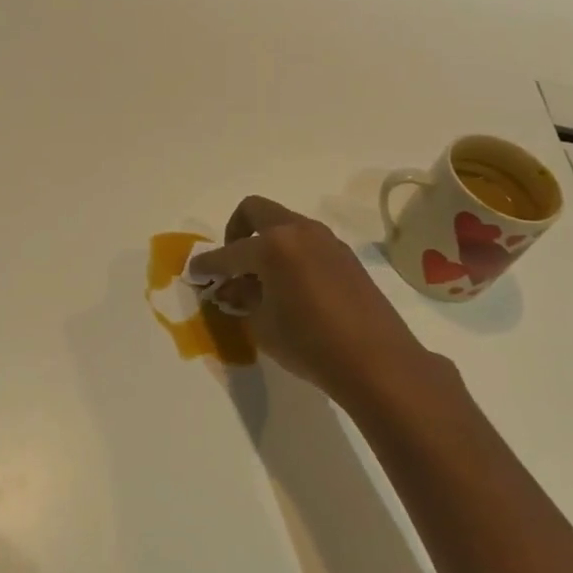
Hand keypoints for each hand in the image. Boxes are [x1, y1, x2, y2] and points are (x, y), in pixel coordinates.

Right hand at [188, 196, 451, 411]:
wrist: (379, 361)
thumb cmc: (311, 344)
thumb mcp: (263, 324)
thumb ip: (244, 297)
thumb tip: (234, 286)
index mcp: (272, 245)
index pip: (228, 252)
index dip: (207, 264)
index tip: (194, 273)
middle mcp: (298, 231)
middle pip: (255, 211)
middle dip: (235, 232)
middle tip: (231, 264)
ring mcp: (325, 240)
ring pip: (283, 224)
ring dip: (265, 242)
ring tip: (260, 280)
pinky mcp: (344, 255)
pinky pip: (305, 242)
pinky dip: (288, 253)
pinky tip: (289, 286)